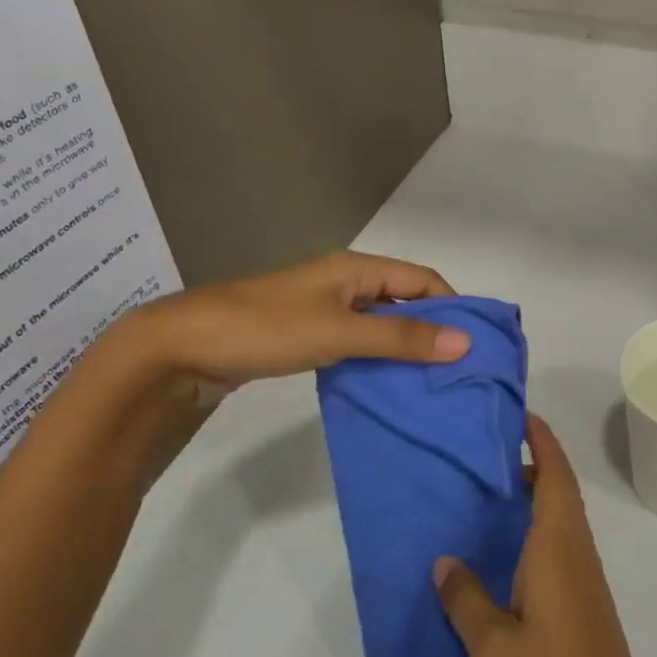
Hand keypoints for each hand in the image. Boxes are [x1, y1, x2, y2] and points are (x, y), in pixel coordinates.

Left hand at [125, 250, 467, 385]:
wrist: (181, 348)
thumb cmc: (267, 328)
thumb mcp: (340, 332)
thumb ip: (401, 339)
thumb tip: (464, 342)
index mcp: (356, 269)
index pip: (422, 280)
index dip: (452, 305)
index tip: (475, 343)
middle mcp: (345, 283)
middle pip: (403, 301)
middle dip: (432, 330)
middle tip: (459, 370)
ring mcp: (324, 310)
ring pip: (380, 325)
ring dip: (405, 348)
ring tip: (432, 384)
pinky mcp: (306, 336)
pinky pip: (356, 343)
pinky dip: (376, 361)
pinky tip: (387, 387)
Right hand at [435, 415, 656, 656]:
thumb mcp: (494, 648)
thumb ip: (466, 599)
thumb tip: (445, 560)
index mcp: (558, 545)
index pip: (554, 473)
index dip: (540, 439)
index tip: (516, 415)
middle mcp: (576, 551)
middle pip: (557, 490)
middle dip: (529, 464)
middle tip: (482, 456)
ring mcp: (584, 580)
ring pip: (558, 520)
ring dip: (530, 499)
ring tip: (483, 497)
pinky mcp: (584, 606)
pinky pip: (558, 549)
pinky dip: (533, 534)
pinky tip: (502, 558)